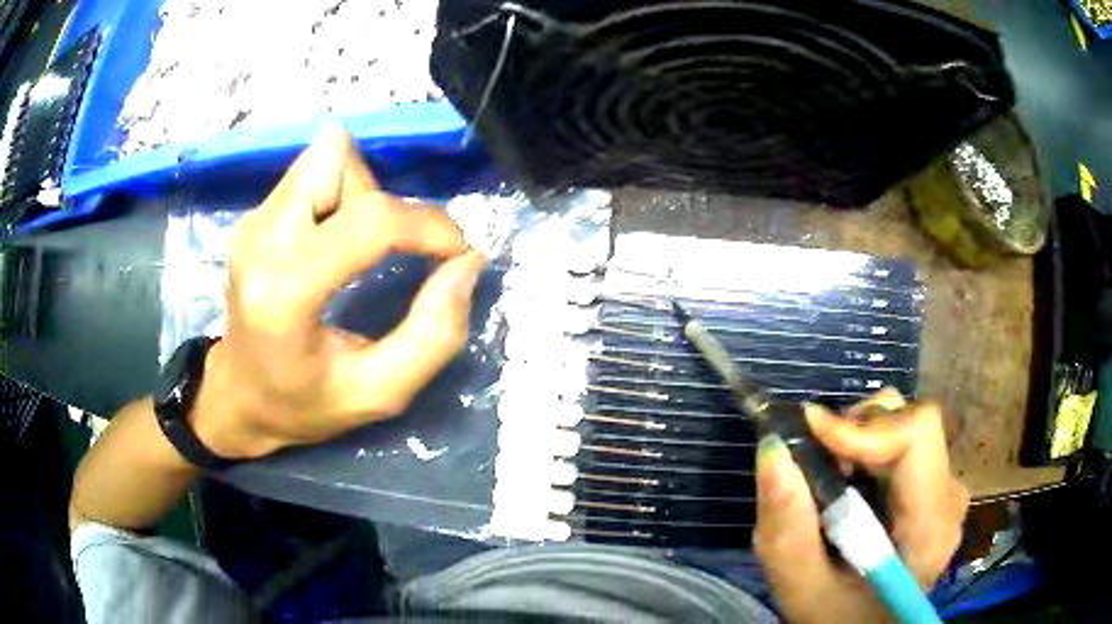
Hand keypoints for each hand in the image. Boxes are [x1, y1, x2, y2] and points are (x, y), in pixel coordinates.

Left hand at [192, 127, 484, 458]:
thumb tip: (467, 262)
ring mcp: (252, 221)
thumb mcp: (379, 393)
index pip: (370, 220)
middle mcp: (261, 239)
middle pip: (339, 158)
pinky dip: (340, 197)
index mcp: (284, 291)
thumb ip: (434, 334)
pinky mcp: (254, 216)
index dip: (429, 226)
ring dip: (361, 193)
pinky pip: (313, 173)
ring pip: (327, 156)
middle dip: (382, 197)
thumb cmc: (304, 405)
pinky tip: (334, 245)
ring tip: (358, 249)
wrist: (237, 397)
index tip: (456, 253)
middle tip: (388, 251)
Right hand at [753, 389, 969, 622]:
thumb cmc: (836, 618)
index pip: (917, 436)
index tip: (811, 435)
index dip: (864, 426)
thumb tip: (773, 448)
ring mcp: (946, 489)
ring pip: (907, 425)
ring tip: (832, 484)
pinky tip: (851, 488)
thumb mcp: (799, 585)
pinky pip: (905, 441)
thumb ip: (787, 526)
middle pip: (911, 423)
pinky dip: (868, 451)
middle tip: (815, 471)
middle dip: (855, 434)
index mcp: (929, 528)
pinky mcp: (936, 486)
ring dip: (860, 442)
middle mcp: (949, 498)